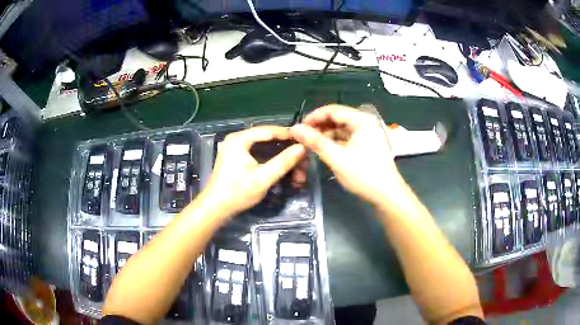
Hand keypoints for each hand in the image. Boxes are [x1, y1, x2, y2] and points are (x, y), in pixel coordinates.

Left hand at [204, 126, 305, 216]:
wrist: (216, 208)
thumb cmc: (237, 192)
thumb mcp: (263, 178)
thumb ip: (283, 162)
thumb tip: (302, 148)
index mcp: (240, 139)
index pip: (269, 130)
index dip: (289, 135)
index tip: (306, 142)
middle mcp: (237, 139)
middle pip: (268, 139)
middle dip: (287, 151)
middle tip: (303, 163)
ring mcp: (236, 148)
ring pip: (265, 148)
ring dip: (281, 158)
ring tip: (296, 171)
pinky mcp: (237, 158)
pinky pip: (259, 154)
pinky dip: (271, 161)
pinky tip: (283, 170)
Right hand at [291, 105, 404, 206]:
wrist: (387, 195)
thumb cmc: (364, 175)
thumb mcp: (337, 158)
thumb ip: (315, 142)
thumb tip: (295, 128)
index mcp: (361, 120)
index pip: (333, 110)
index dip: (314, 117)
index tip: (298, 128)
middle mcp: (366, 122)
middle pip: (337, 118)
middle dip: (319, 126)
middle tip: (303, 137)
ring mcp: (368, 133)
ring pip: (342, 128)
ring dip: (326, 134)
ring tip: (311, 144)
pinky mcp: (367, 144)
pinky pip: (347, 137)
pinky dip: (335, 141)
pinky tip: (324, 149)